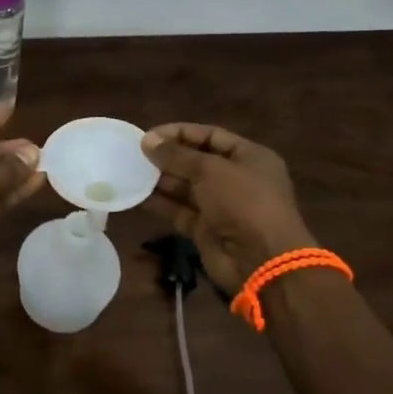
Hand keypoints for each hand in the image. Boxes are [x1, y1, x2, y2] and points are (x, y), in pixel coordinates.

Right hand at [141, 123, 314, 292]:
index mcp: (249, 157)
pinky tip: (137, 195)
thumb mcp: (210, 170)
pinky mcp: (207, 230)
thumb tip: (147, 140)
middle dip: (168, 157)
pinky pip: (180, 211)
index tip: (150, 135)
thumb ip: (177, 155)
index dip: (180, 133)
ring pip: (186, 187)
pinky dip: (161, 203)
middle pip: (197, 162)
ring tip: (131, 172)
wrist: (261, 260)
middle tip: (136, 154)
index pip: (211, 136)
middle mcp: (237, 179)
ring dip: (161, 180)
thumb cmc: (243, 201)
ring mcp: (222, 206)